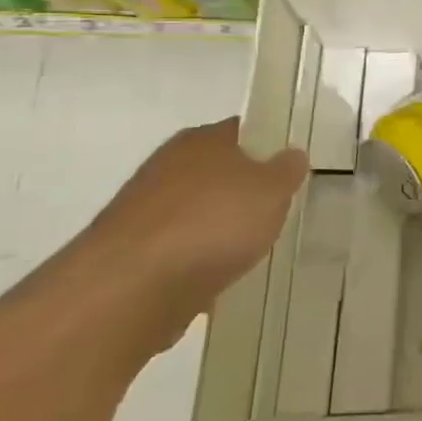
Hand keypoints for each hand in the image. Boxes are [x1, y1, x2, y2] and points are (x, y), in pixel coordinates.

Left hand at [47, 119, 307, 365]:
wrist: (129, 289)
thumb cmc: (212, 224)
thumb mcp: (271, 191)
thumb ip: (286, 171)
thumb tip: (292, 154)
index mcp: (202, 139)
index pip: (242, 131)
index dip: (269, 146)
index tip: (290, 169)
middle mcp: (168, 166)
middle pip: (217, 172)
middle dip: (243, 191)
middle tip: (277, 211)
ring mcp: (144, 211)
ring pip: (196, 213)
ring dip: (218, 230)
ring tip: (251, 252)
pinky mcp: (130, 255)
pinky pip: (177, 252)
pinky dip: (195, 264)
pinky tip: (216, 284)